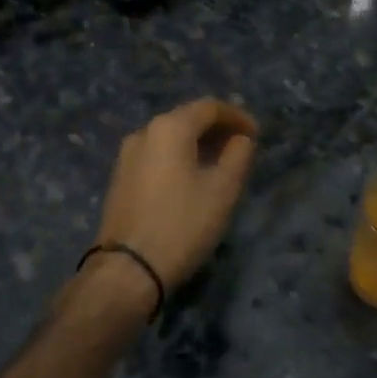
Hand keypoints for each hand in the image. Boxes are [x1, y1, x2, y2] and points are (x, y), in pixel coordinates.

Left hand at [93, 98, 258, 292]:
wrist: (127, 270)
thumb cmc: (181, 225)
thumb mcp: (222, 191)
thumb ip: (238, 156)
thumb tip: (241, 139)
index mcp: (169, 128)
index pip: (209, 108)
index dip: (237, 117)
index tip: (256, 135)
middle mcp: (144, 132)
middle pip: (187, 118)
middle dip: (217, 129)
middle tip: (241, 147)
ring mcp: (127, 155)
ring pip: (170, 138)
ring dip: (198, 144)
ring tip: (220, 163)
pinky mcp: (120, 178)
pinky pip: (157, 155)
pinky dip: (179, 157)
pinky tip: (193, 178)